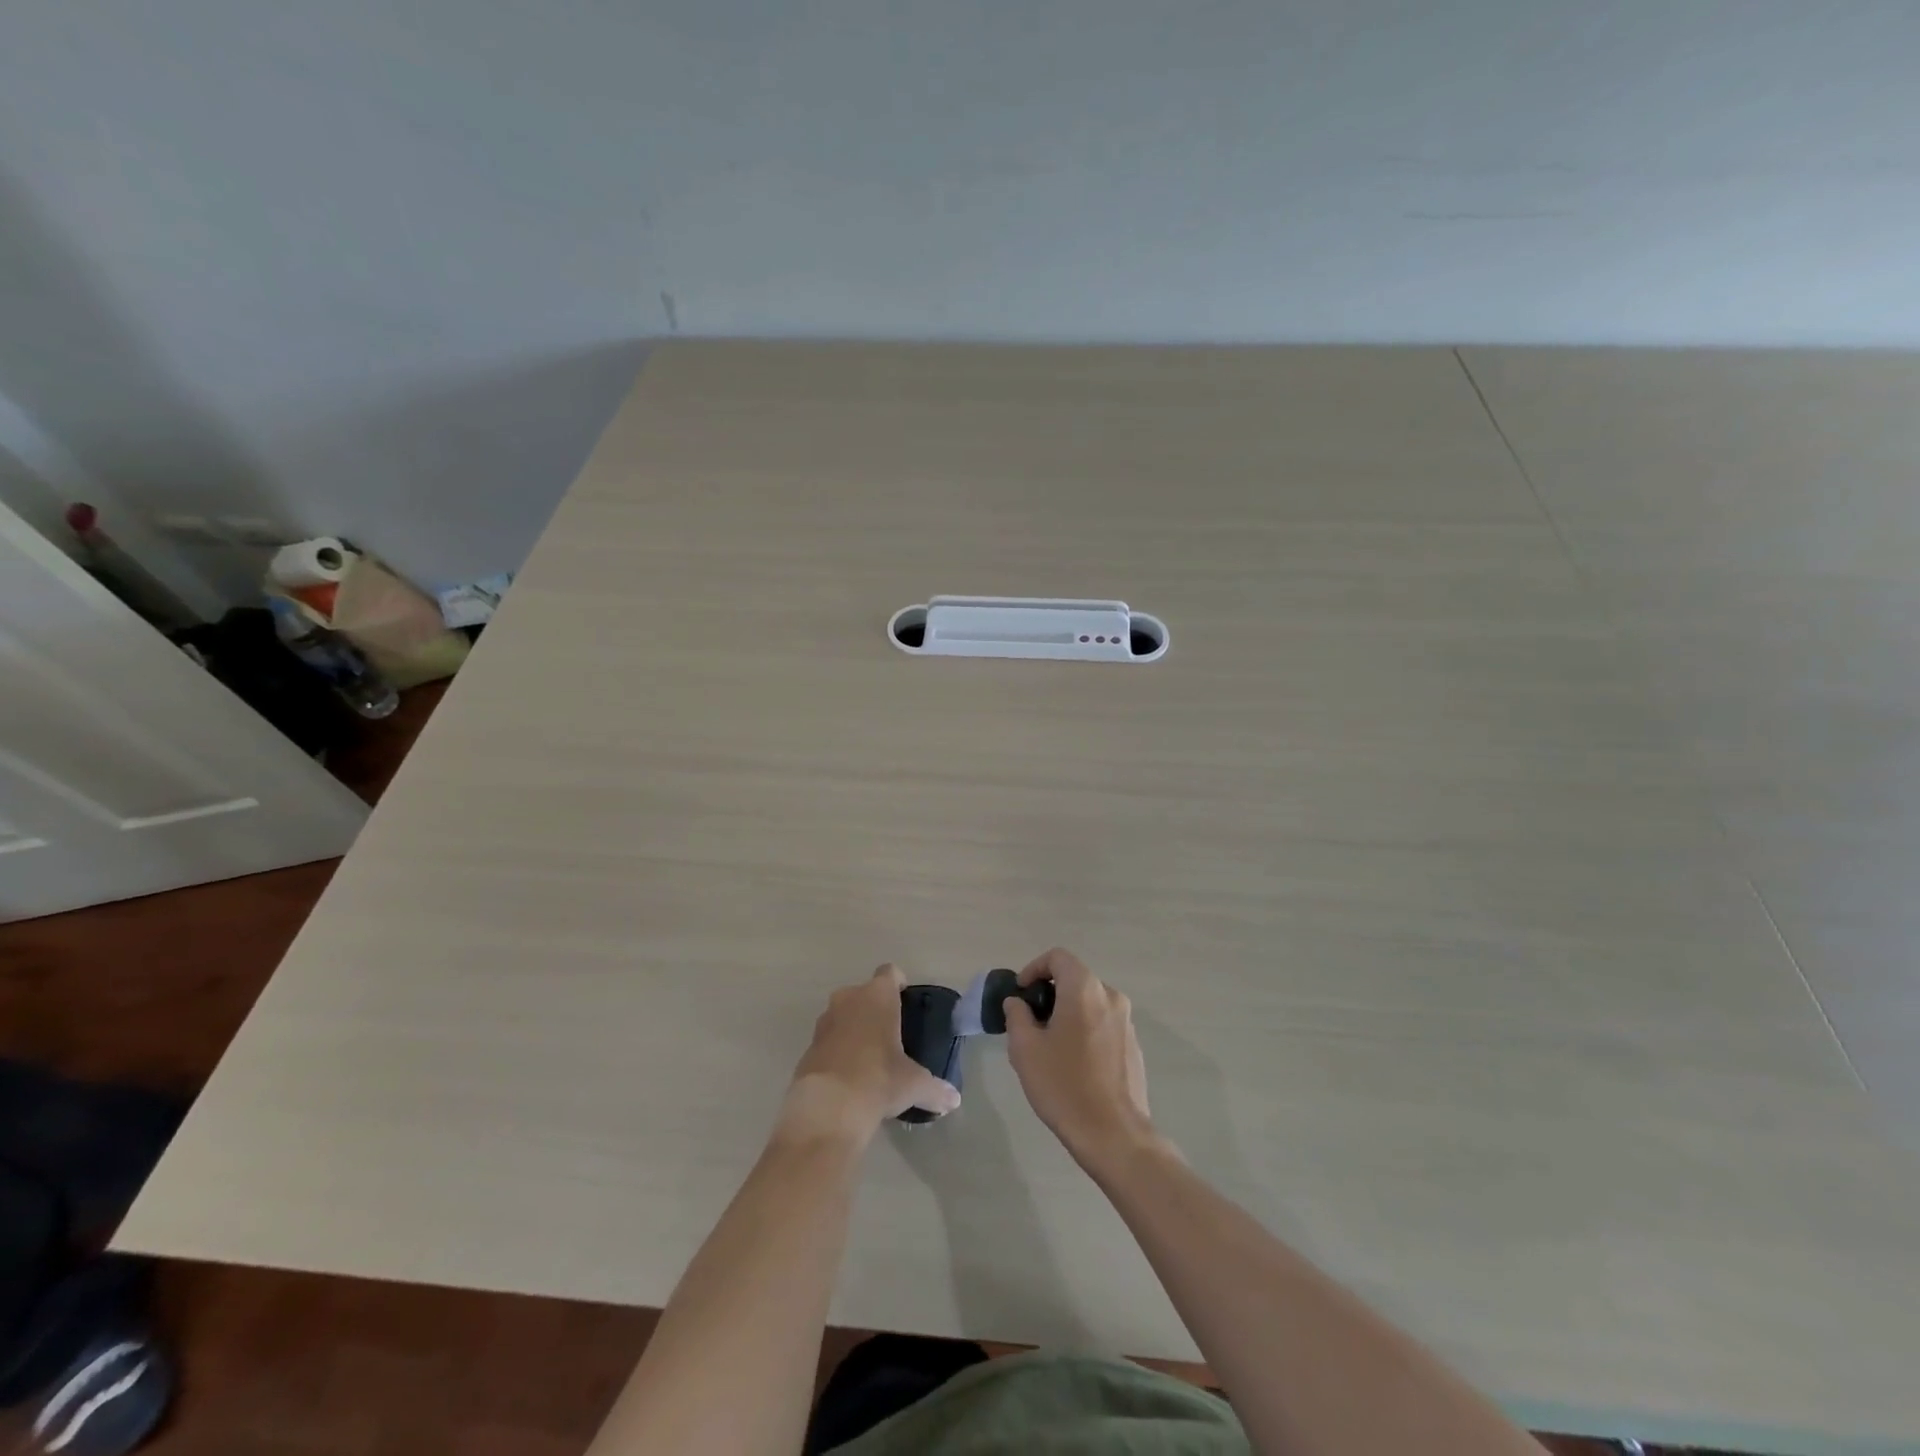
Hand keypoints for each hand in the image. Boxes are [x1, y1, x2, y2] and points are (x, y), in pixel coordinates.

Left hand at [783, 965, 960, 1140]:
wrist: (827, 1108)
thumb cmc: (878, 1079)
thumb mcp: (914, 1085)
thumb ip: (936, 1089)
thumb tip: (954, 1100)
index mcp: (878, 996)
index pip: (890, 973)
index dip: (899, 983)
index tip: (906, 1001)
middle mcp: (848, 999)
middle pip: (864, 993)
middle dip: (875, 1008)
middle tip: (890, 1033)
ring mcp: (824, 1021)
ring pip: (843, 1014)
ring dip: (854, 1028)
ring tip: (870, 1056)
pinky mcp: (808, 1046)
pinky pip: (829, 1039)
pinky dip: (838, 1050)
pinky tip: (849, 1075)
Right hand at [1003, 948, 1154, 1168]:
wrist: (1114, 1134)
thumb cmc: (1064, 1085)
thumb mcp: (1025, 1049)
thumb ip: (1017, 1016)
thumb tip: (1018, 1003)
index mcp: (1084, 989)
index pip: (1058, 957)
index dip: (1034, 968)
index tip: (1021, 994)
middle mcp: (1110, 996)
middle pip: (1075, 979)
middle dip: (1050, 994)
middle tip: (1030, 1022)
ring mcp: (1126, 1022)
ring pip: (1090, 1003)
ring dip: (1068, 1013)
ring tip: (1050, 1046)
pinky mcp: (1134, 1046)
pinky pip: (1104, 1024)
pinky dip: (1086, 1030)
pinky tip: (1074, 1064)